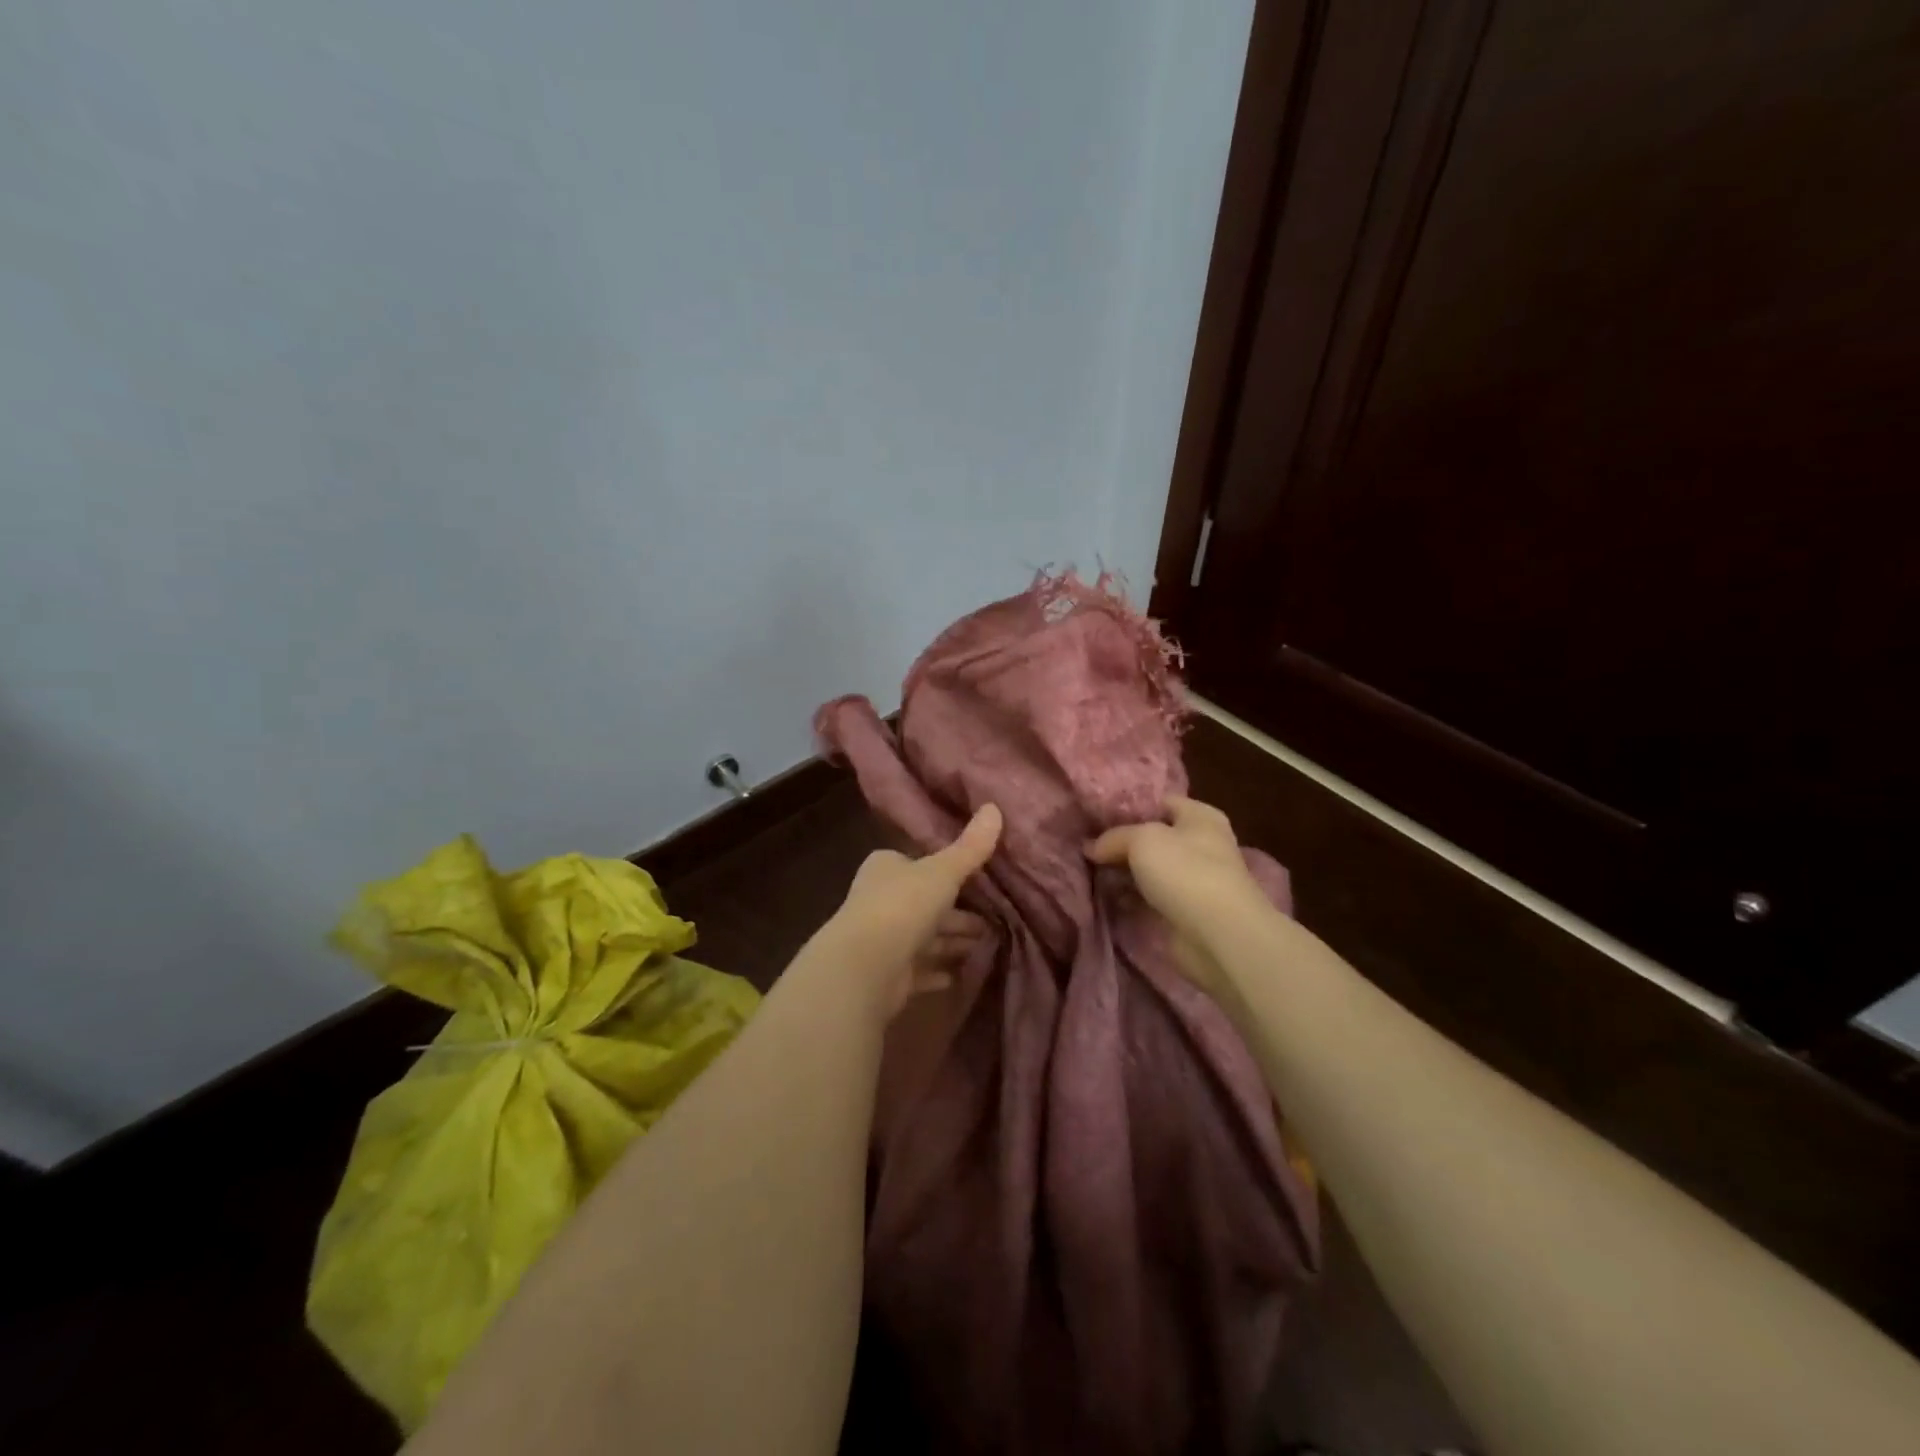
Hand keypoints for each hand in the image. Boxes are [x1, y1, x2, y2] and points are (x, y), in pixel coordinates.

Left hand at [821, 804, 1002, 1017]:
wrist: (866, 965)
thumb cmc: (903, 906)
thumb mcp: (943, 872)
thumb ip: (970, 848)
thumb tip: (994, 807)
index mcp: (887, 868)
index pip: (917, 863)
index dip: (944, 870)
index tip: (976, 879)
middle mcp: (880, 900)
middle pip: (925, 903)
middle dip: (957, 912)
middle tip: (993, 918)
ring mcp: (883, 939)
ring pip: (925, 937)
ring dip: (952, 941)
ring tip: (987, 944)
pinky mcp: (888, 974)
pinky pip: (920, 969)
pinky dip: (938, 970)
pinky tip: (961, 973)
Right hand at [1086, 796, 1264, 994]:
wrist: (1219, 935)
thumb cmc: (1185, 871)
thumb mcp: (1142, 839)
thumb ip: (1114, 837)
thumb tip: (1090, 847)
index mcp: (1200, 818)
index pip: (1161, 802)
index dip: (1130, 807)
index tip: (1096, 816)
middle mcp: (1201, 845)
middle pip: (1153, 837)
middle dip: (1121, 842)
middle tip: (1085, 845)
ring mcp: (1193, 881)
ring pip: (1149, 870)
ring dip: (1123, 872)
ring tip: (1087, 870)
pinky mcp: (1184, 912)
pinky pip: (1150, 898)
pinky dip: (1130, 898)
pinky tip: (1103, 896)